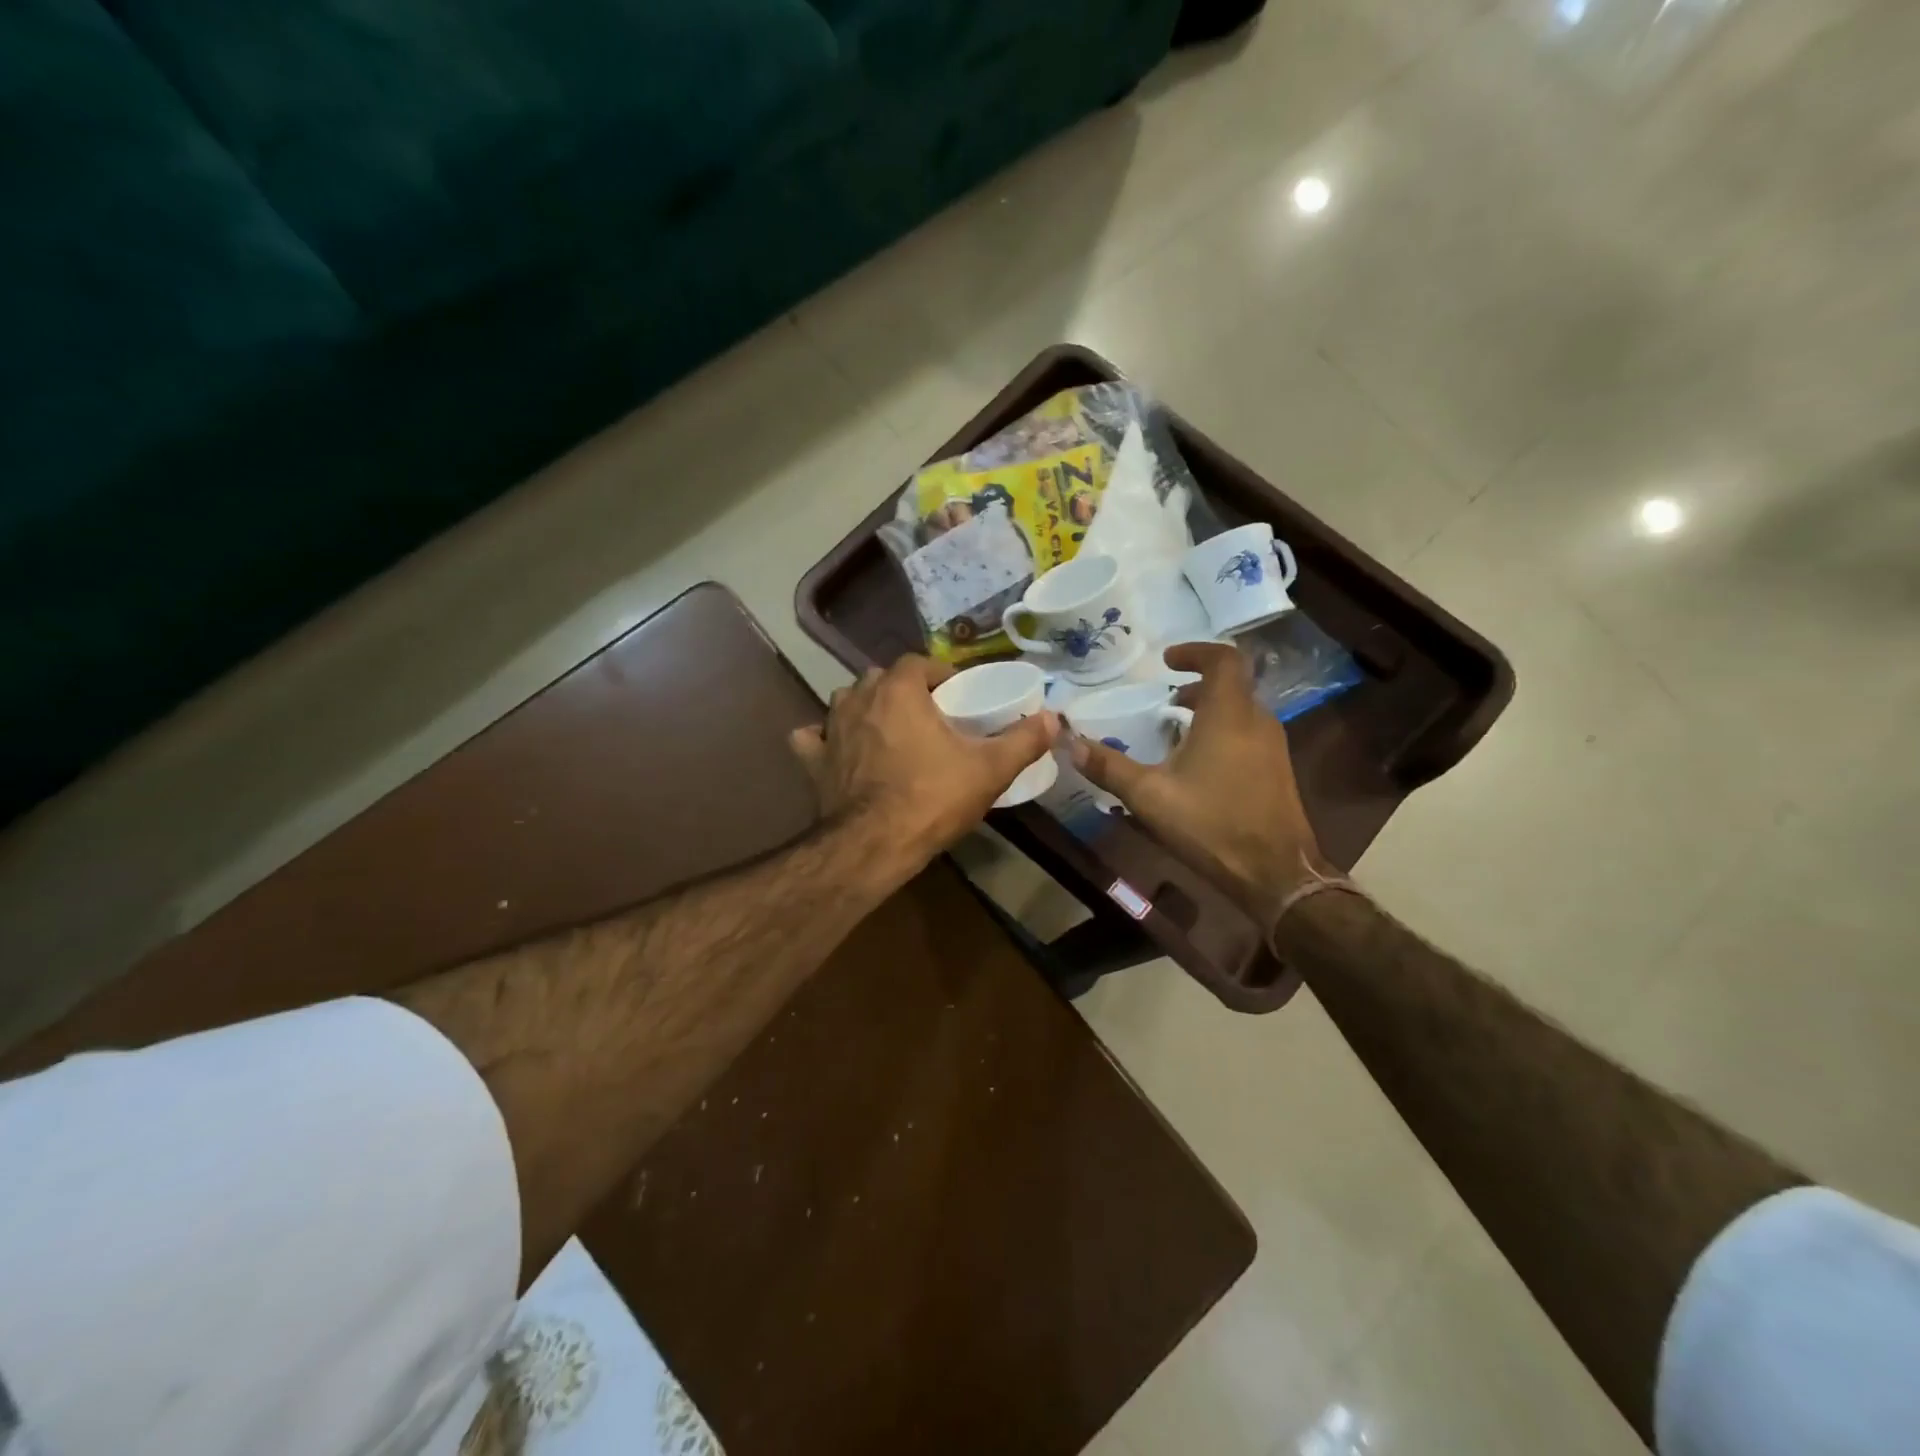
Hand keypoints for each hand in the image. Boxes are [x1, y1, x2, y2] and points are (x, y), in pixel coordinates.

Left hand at [790, 655, 1057, 872]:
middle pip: (881, 678)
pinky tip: (837, 749)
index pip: (917, 662)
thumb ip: (1023, 740)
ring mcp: (830, 728)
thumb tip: (1054, 718)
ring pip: (845, 701)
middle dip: (903, 689)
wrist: (873, 845)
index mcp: (898, 690)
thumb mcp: (989, 770)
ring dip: (865, 708)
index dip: (938, 673)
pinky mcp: (813, 760)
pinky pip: (813, 737)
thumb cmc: (932, 798)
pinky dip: (824, 739)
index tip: (955, 694)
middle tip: (927, 715)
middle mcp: (858, 698)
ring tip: (888, 730)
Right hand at [1071, 643, 1328, 925]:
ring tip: (1176, 730)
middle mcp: (1257, 721)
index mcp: (1229, 714)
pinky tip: (1198, 764)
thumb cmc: (1211, 824)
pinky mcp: (1277, 771)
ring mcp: (1273, 747)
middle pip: (1232, 684)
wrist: (1275, 873)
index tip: (1167, 661)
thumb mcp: (1149, 795)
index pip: (1223, 659)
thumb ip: (1109, 766)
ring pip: (1241, 710)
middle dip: (1198, 685)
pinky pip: (1248, 733)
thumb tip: (1069, 743)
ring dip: (1210, 710)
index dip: (1195, 652)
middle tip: (1166, 698)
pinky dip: (1222, 731)